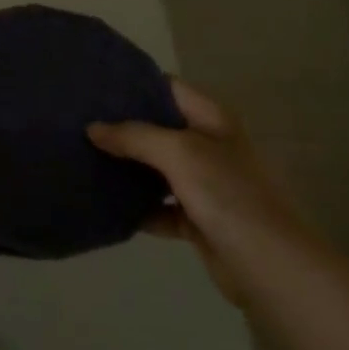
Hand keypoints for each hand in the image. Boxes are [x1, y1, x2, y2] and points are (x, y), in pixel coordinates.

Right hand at [88, 79, 318, 302]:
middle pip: (158, 128)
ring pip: (155, 168)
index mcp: (211, 120)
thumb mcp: (179, 153)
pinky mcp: (197, 219)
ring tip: (82, 156)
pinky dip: (136, 207)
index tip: (94, 84)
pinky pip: (158, 207)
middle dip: (122, 127)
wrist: (269, 266)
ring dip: (126, 167)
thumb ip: (134, 136)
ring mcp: (204, 184)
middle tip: (79, 121)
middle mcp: (208, 146)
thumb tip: (92, 128)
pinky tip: (106, 204)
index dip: (134, 83)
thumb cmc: (227, 195)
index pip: (168, 88)